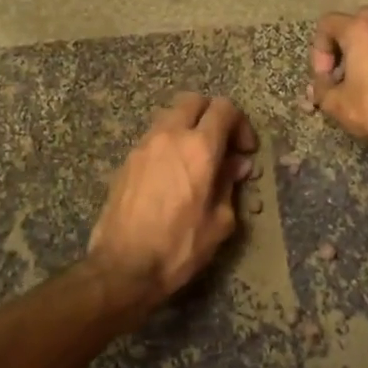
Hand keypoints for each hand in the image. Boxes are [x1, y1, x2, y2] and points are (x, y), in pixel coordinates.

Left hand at [88, 92, 258, 307]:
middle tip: (221, 144)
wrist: (122, 267)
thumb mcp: (219, 222)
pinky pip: (153, 137)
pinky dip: (168, 143)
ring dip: (188, 127)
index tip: (244, 151)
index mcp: (199, 148)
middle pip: (194, 100)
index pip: (224, 108)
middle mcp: (170, 136)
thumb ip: (229, 185)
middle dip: (212, 115)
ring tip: (196, 160)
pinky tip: (173, 174)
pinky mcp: (126, 161)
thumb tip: (236, 165)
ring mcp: (143, 145)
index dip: (240, 124)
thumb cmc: (179, 247)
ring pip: (170, 115)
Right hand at [309, 7, 367, 153]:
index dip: (319, 50)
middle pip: (357, 21)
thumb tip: (318, 86)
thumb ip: (321, 89)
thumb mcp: (336, 104)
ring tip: (367, 80)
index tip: (325, 77)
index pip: (328, 23)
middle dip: (345, 44)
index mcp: (361, 30)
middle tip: (343, 72)